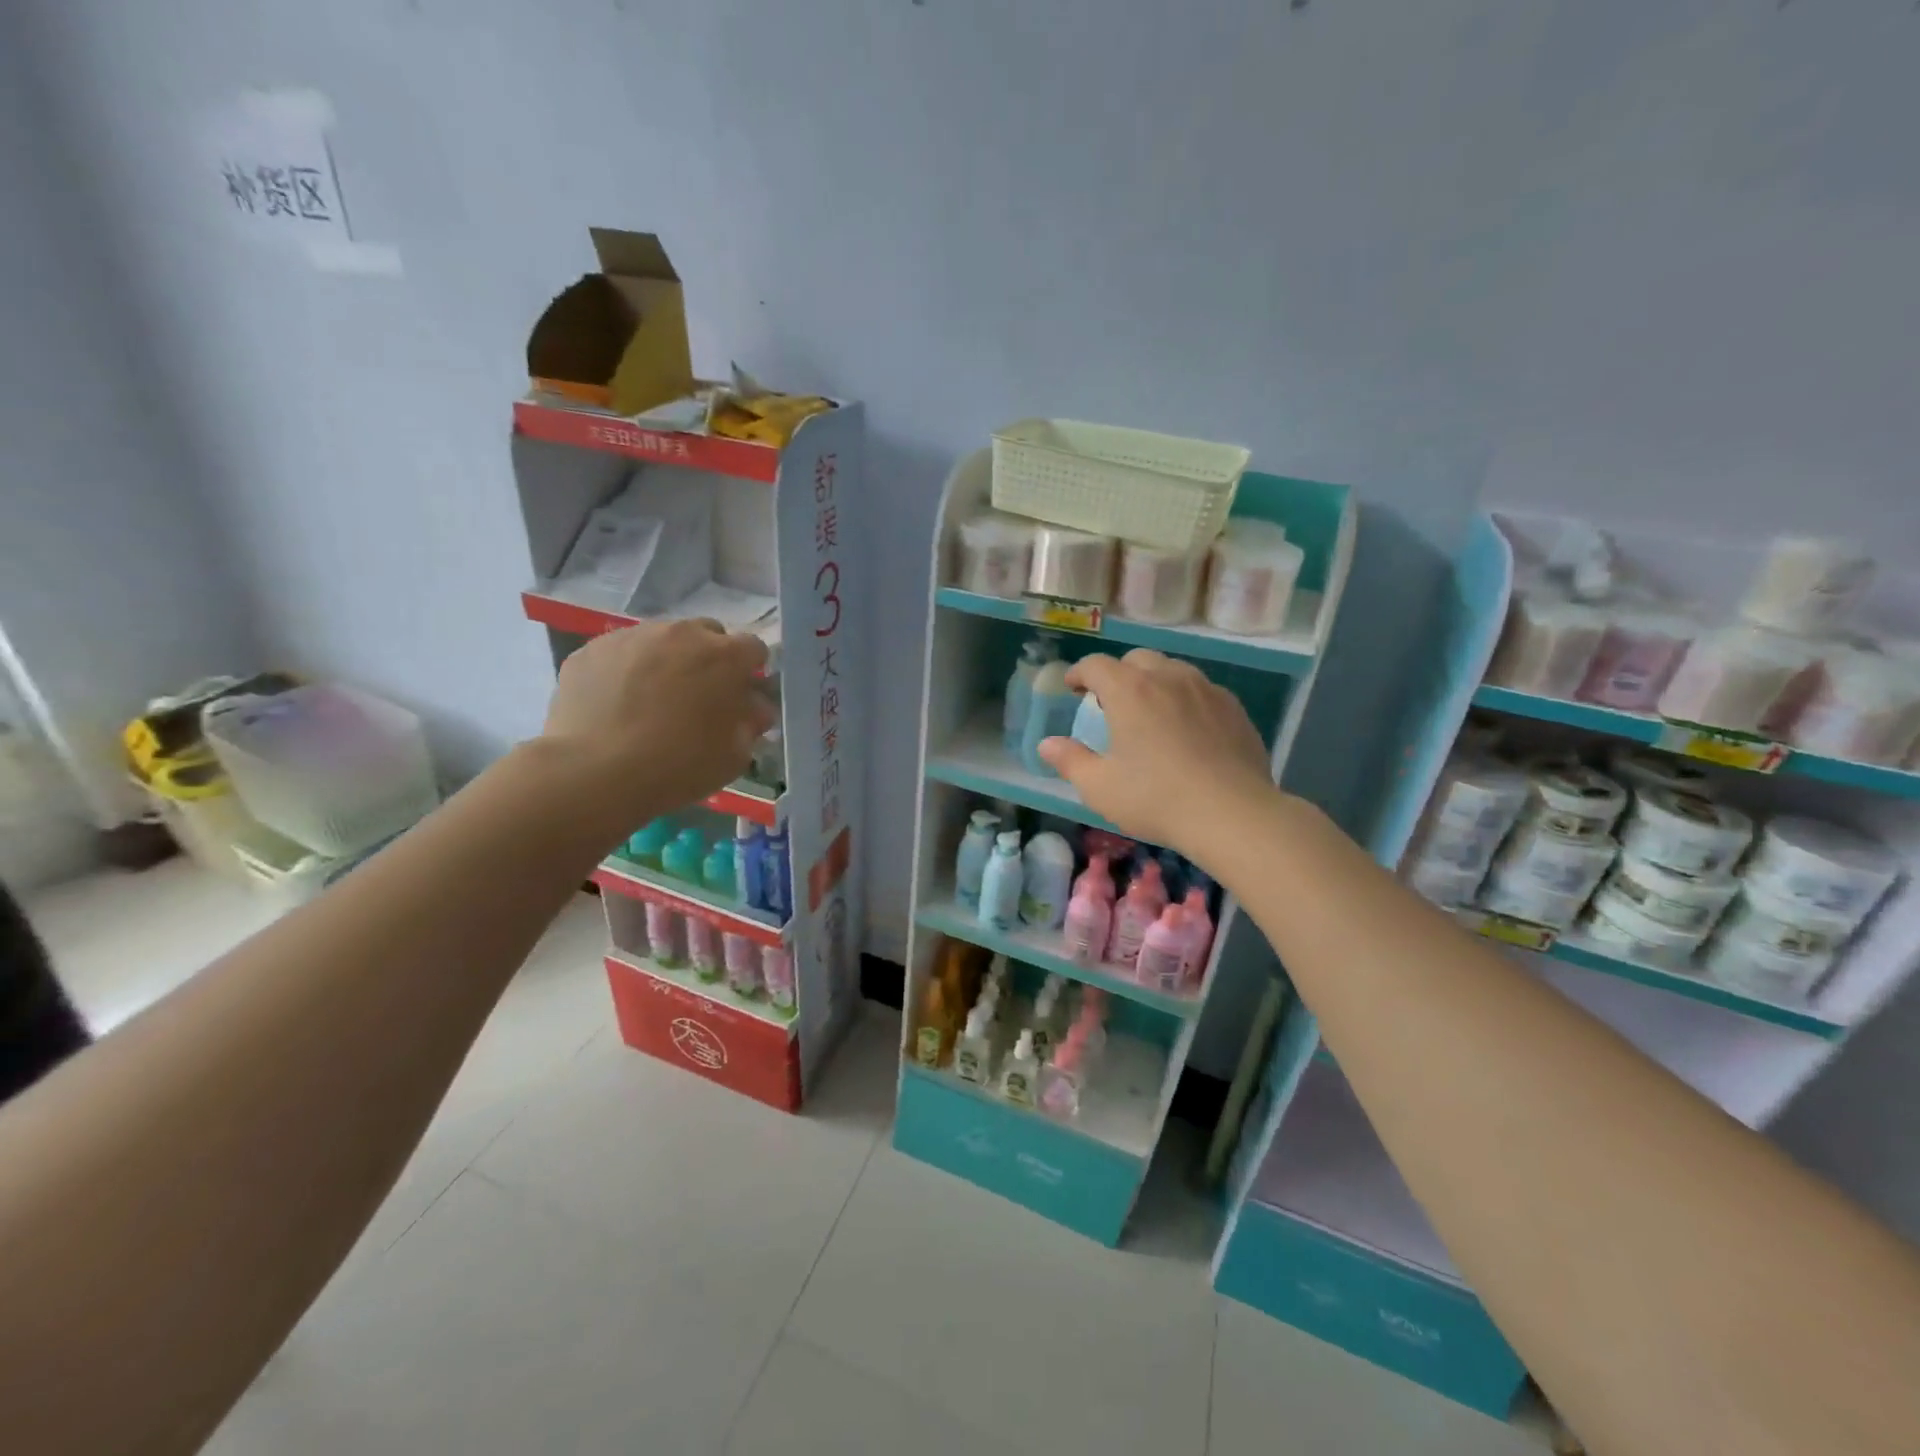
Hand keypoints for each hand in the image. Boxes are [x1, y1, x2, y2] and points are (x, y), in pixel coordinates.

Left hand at [540, 619, 774, 827]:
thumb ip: (750, 723)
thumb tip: (752, 709)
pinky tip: (618, 703)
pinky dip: (627, 669)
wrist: (596, 773)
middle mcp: (683, 633)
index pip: (753, 648)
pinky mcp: (592, 648)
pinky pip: (622, 652)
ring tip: (652, 699)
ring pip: (662, 638)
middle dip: (708, 658)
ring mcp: (634, 636)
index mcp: (726, 656)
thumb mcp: (734, 755)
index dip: (749, 672)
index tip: (740, 696)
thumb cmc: (679, 766)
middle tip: (698, 695)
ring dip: (667, 660)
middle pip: (706, 634)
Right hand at [1037, 650, 1277, 857]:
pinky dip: (1184, 699)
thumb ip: (1070, 761)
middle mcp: (1167, 677)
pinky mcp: (1233, 707)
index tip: (1073, 688)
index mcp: (1129, 691)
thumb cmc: (1156, 799)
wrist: (1233, 814)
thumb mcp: (1100, 787)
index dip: (1079, 673)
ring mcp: (1205, 689)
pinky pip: (1200, 690)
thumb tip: (1047, 745)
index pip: (1096, 665)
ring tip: (1149, 713)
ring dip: (1153, 682)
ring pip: (1172, 670)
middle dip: (1117, 674)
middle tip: (1110, 703)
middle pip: (1136, 660)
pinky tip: (1186, 729)